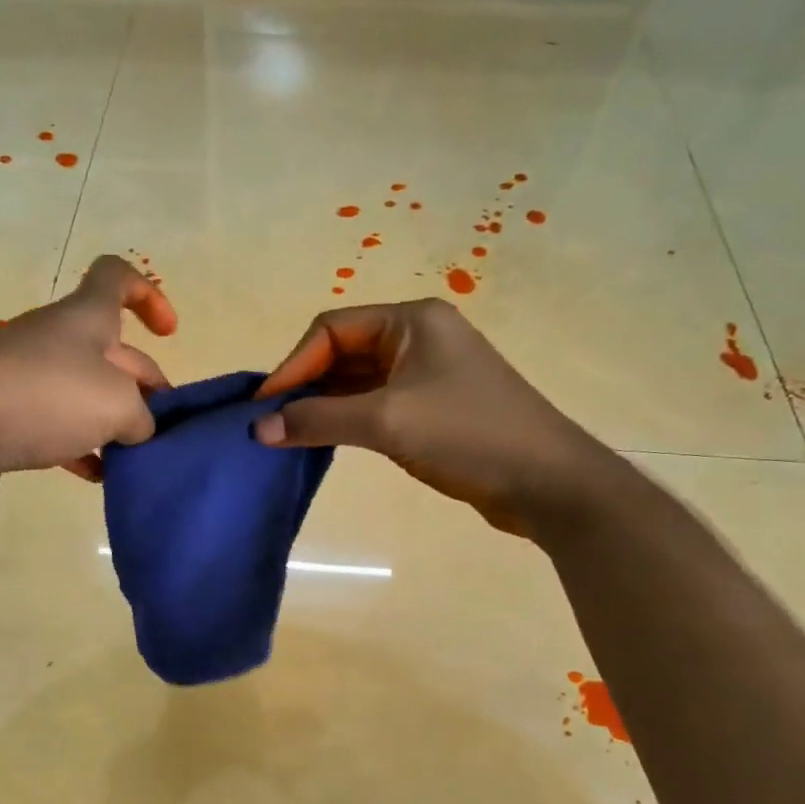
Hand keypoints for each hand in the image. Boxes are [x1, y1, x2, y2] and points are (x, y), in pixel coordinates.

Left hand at [0, 255, 176, 497]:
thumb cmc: (44, 395)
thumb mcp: (117, 404)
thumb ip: (141, 416)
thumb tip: (137, 431)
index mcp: (87, 318)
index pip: (117, 277)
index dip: (148, 295)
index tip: (168, 333)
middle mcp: (57, 340)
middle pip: (112, 352)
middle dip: (144, 387)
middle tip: (164, 429)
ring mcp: (27, 378)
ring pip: (83, 394)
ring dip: (112, 423)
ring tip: (136, 459)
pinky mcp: (4, 415)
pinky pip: (53, 427)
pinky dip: (78, 448)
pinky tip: (95, 477)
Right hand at [253, 298, 617, 538]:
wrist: (547, 482)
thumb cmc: (468, 435)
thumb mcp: (387, 422)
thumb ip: (319, 420)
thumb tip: (258, 428)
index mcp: (411, 321)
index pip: (332, 329)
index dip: (293, 365)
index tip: (263, 407)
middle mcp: (418, 338)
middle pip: (343, 352)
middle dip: (305, 386)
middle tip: (270, 424)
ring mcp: (427, 373)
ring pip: (357, 381)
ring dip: (323, 405)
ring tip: (289, 435)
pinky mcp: (433, 407)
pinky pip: (375, 404)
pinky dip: (347, 420)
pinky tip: (325, 441)